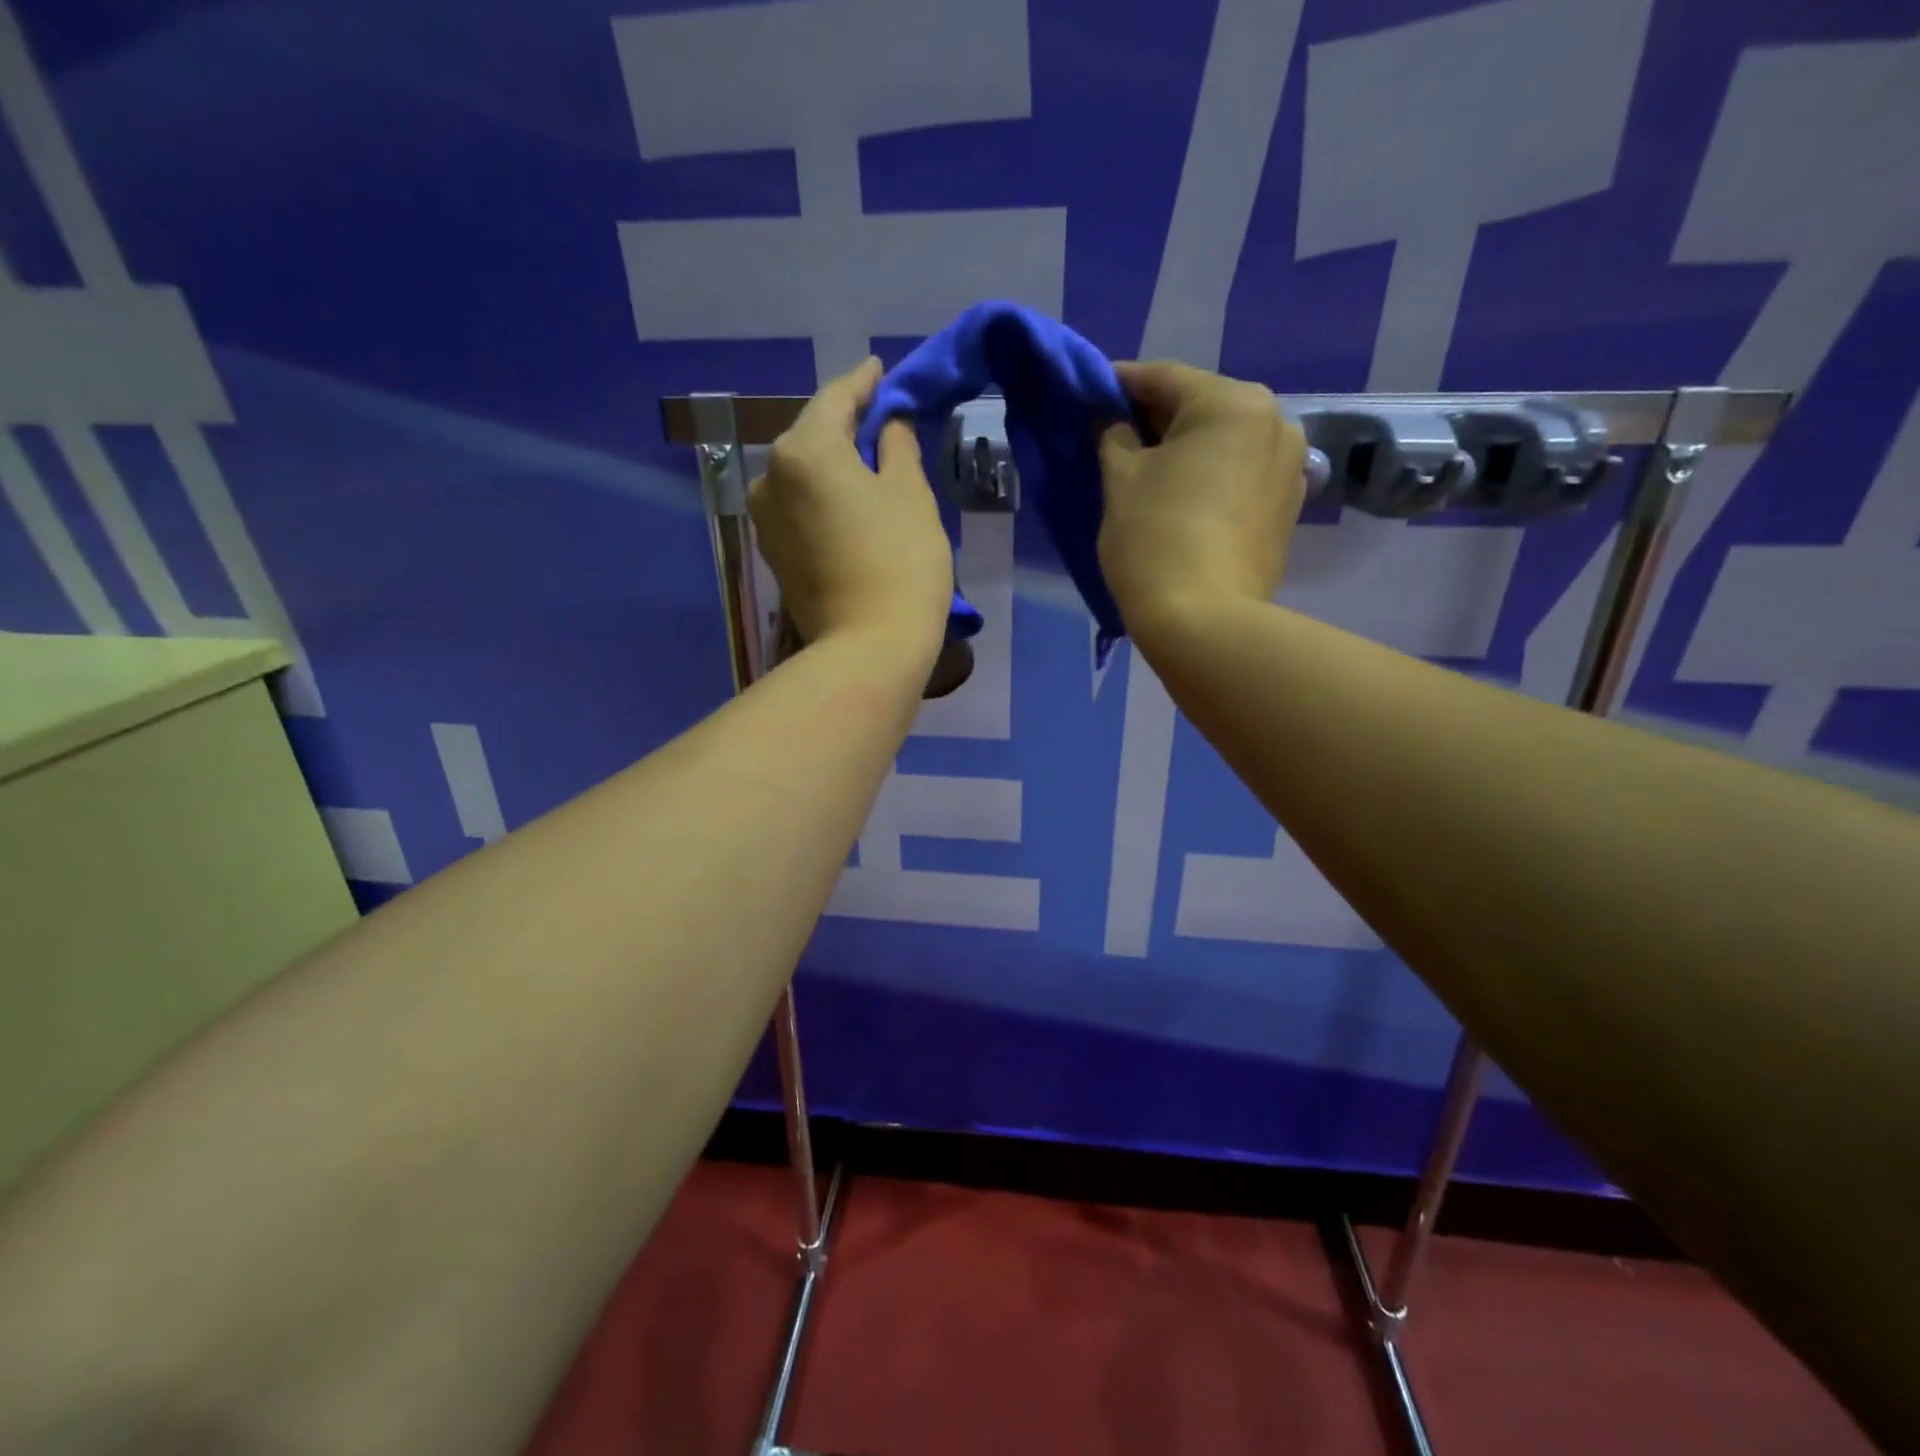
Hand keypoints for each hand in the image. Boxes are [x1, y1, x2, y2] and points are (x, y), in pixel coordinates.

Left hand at [749, 357, 953, 661]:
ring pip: (803, 473)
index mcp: (803, 450)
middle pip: (812, 435)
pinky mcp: (773, 553)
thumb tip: (887, 425)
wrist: (869, 648)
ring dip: (834, 463)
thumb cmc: (900, 562)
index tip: (880, 370)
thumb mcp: (911, 494)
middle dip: (847, 425)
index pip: (836, 399)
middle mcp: (770, 476)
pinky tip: (849, 500)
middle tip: (881, 419)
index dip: (863, 382)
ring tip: (868, 463)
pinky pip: (799, 505)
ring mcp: (765, 519)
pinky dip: (823, 495)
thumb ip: (896, 446)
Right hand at [1097, 360, 1307, 631]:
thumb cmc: (1155, 540)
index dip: (1119, 384)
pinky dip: (1209, 475)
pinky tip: (1182, 496)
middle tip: (1113, 436)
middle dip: (1155, 418)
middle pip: (1200, 406)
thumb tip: (1112, 419)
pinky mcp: (1287, 507)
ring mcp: (1290, 466)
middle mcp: (1275, 421)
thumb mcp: (1120, 479)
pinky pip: (1239, 474)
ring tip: (1147, 470)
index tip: (1089, 394)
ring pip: (1223, 441)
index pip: (1164, 378)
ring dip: (1184, 448)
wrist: (1204, 622)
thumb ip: (1113, 434)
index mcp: (1233, 403)